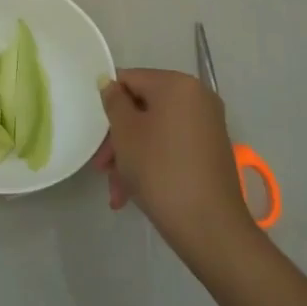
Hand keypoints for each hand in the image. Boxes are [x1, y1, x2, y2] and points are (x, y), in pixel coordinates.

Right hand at [94, 69, 254, 258]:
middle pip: (143, 108)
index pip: (130, 79)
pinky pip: (172, 147)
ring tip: (116, 191)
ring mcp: (208, 125)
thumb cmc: (160, 170)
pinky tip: (132, 194)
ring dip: (131, 156)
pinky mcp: (211, 151)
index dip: (108, 103)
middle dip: (119, 138)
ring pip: (156, 131)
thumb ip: (114, 102)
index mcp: (178, 85)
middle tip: (102, 167)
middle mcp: (198, 98)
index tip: (95, 131)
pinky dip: (152, 163)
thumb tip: (109, 83)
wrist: (209, 226)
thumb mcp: (125, 133)